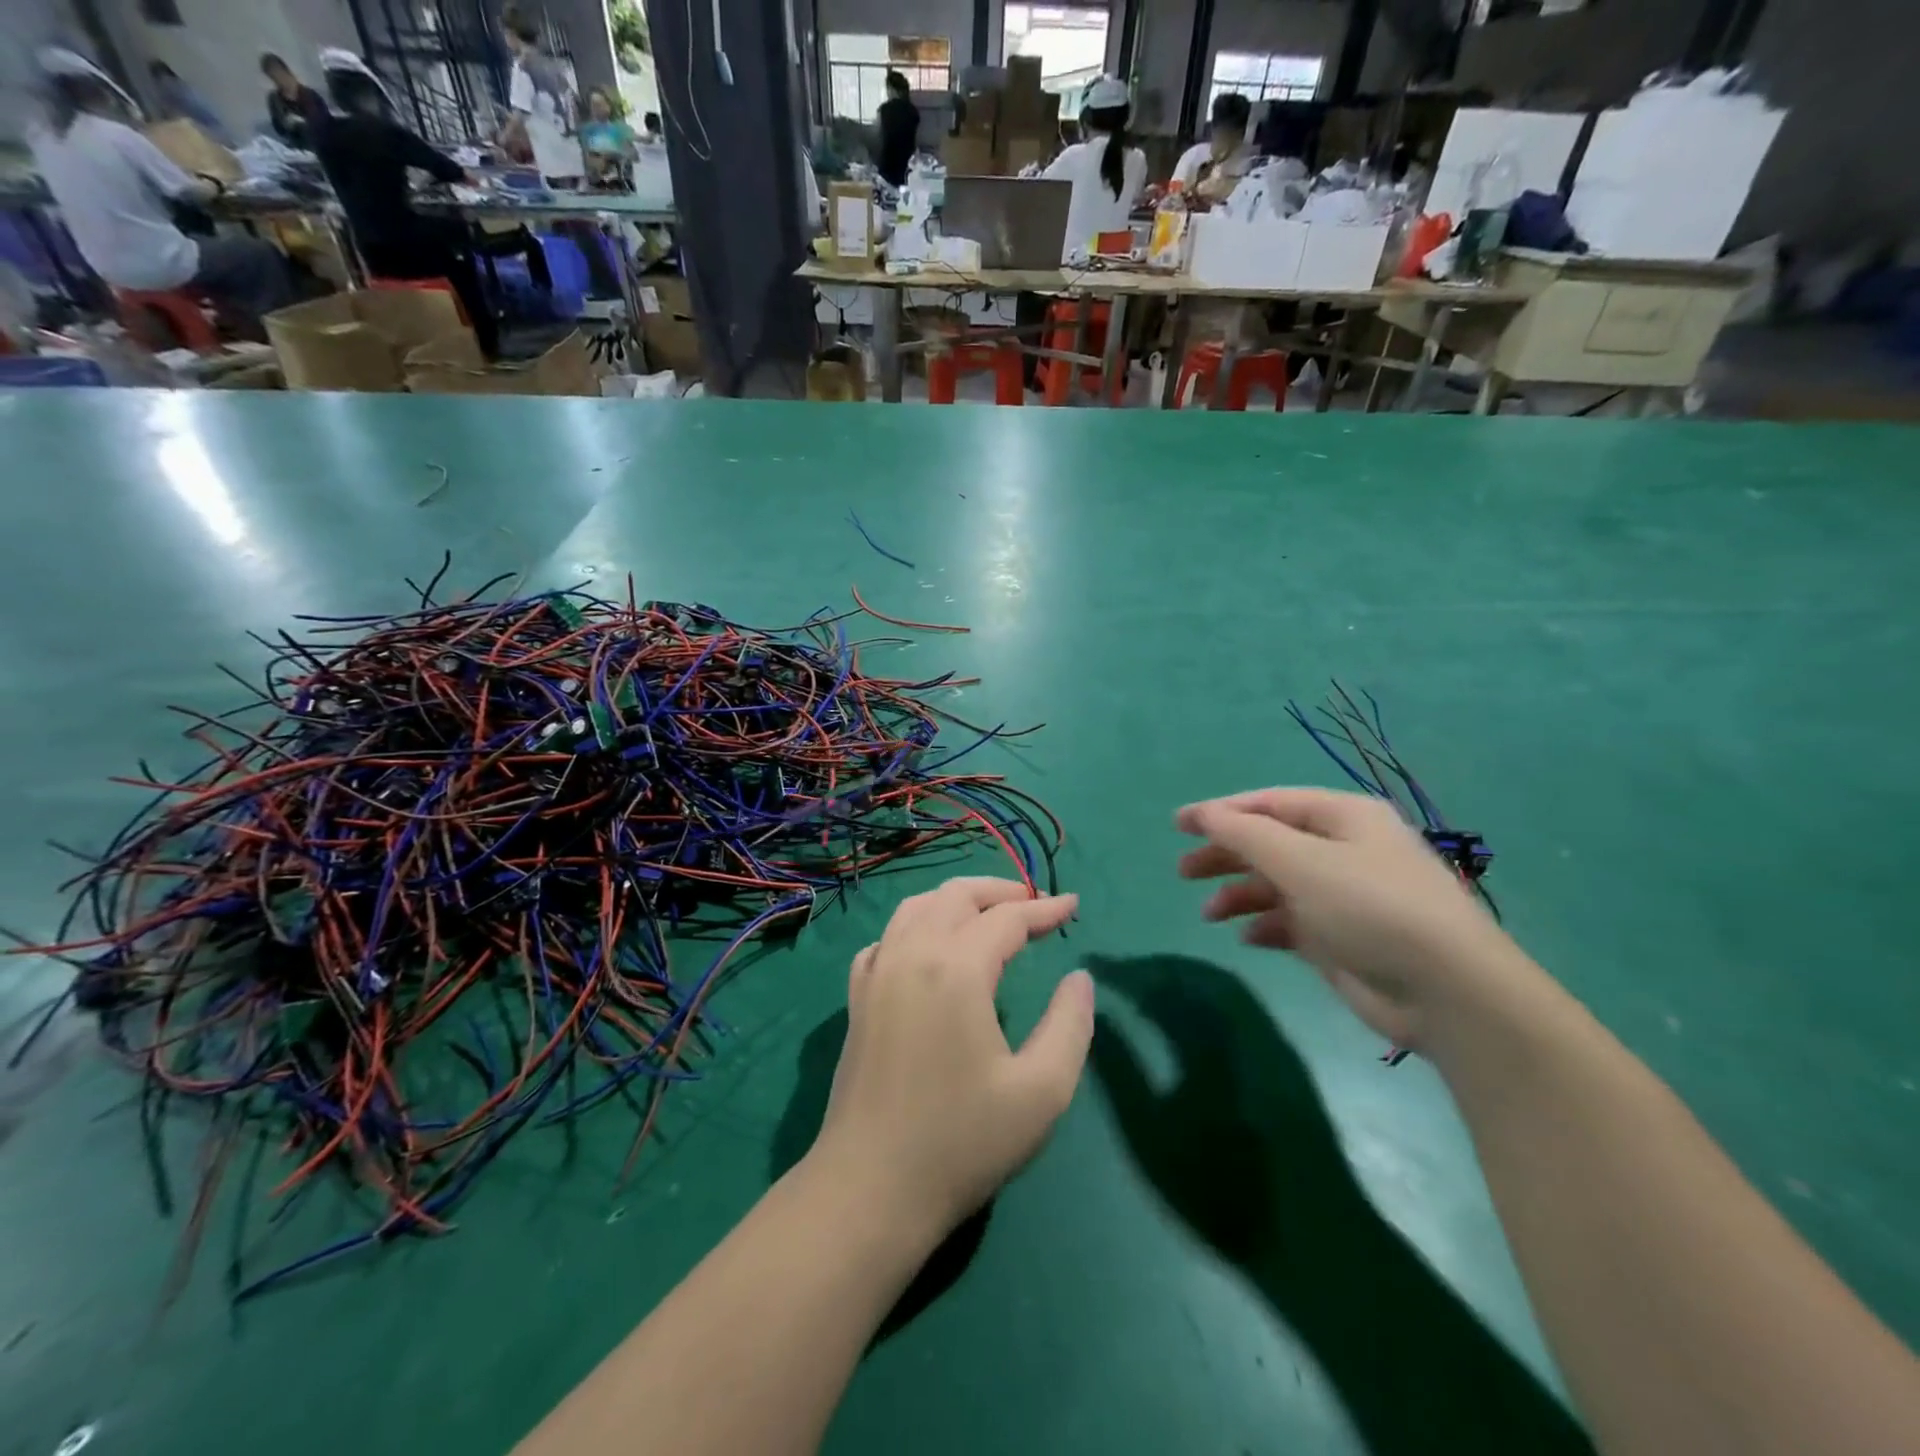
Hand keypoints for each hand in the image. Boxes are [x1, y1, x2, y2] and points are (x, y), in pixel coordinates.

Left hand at [807, 878, 1092, 1237]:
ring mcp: (877, 973)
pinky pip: (887, 938)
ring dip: (956, 901)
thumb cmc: (963, 1141)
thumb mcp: (1041, 1091)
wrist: (871, 1188)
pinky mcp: (858, 998)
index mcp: (956, 968)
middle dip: (1000, 891)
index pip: (1007, 917)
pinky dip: (916, 926)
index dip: (1045, 909)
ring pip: (916, 907)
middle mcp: (912, 954)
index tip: (1073, 906)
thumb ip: (1070, 1024)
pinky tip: (929, 950)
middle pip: (956, 896)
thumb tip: (1078, 977)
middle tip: (1035, 907)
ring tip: (988, 917)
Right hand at [1177, 788, 1533, 1051]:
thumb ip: (1245, 834)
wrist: (1447, 992)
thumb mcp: (1300, 861)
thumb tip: (1202, 814)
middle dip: (1225, 855)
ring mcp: (1344, 896)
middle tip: (1183, 872)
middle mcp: (1344, 850)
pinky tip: (1249, 938)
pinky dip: (1267, 926)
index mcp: (1343, 818)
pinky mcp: (1343, 939)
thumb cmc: (1370, 907)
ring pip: (1277, 885)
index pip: (1269, 804)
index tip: (1178, 825)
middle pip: (1270, 843)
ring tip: (1209, 914)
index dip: (1221, 812)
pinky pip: (1292, 923)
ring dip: (1240, 895)